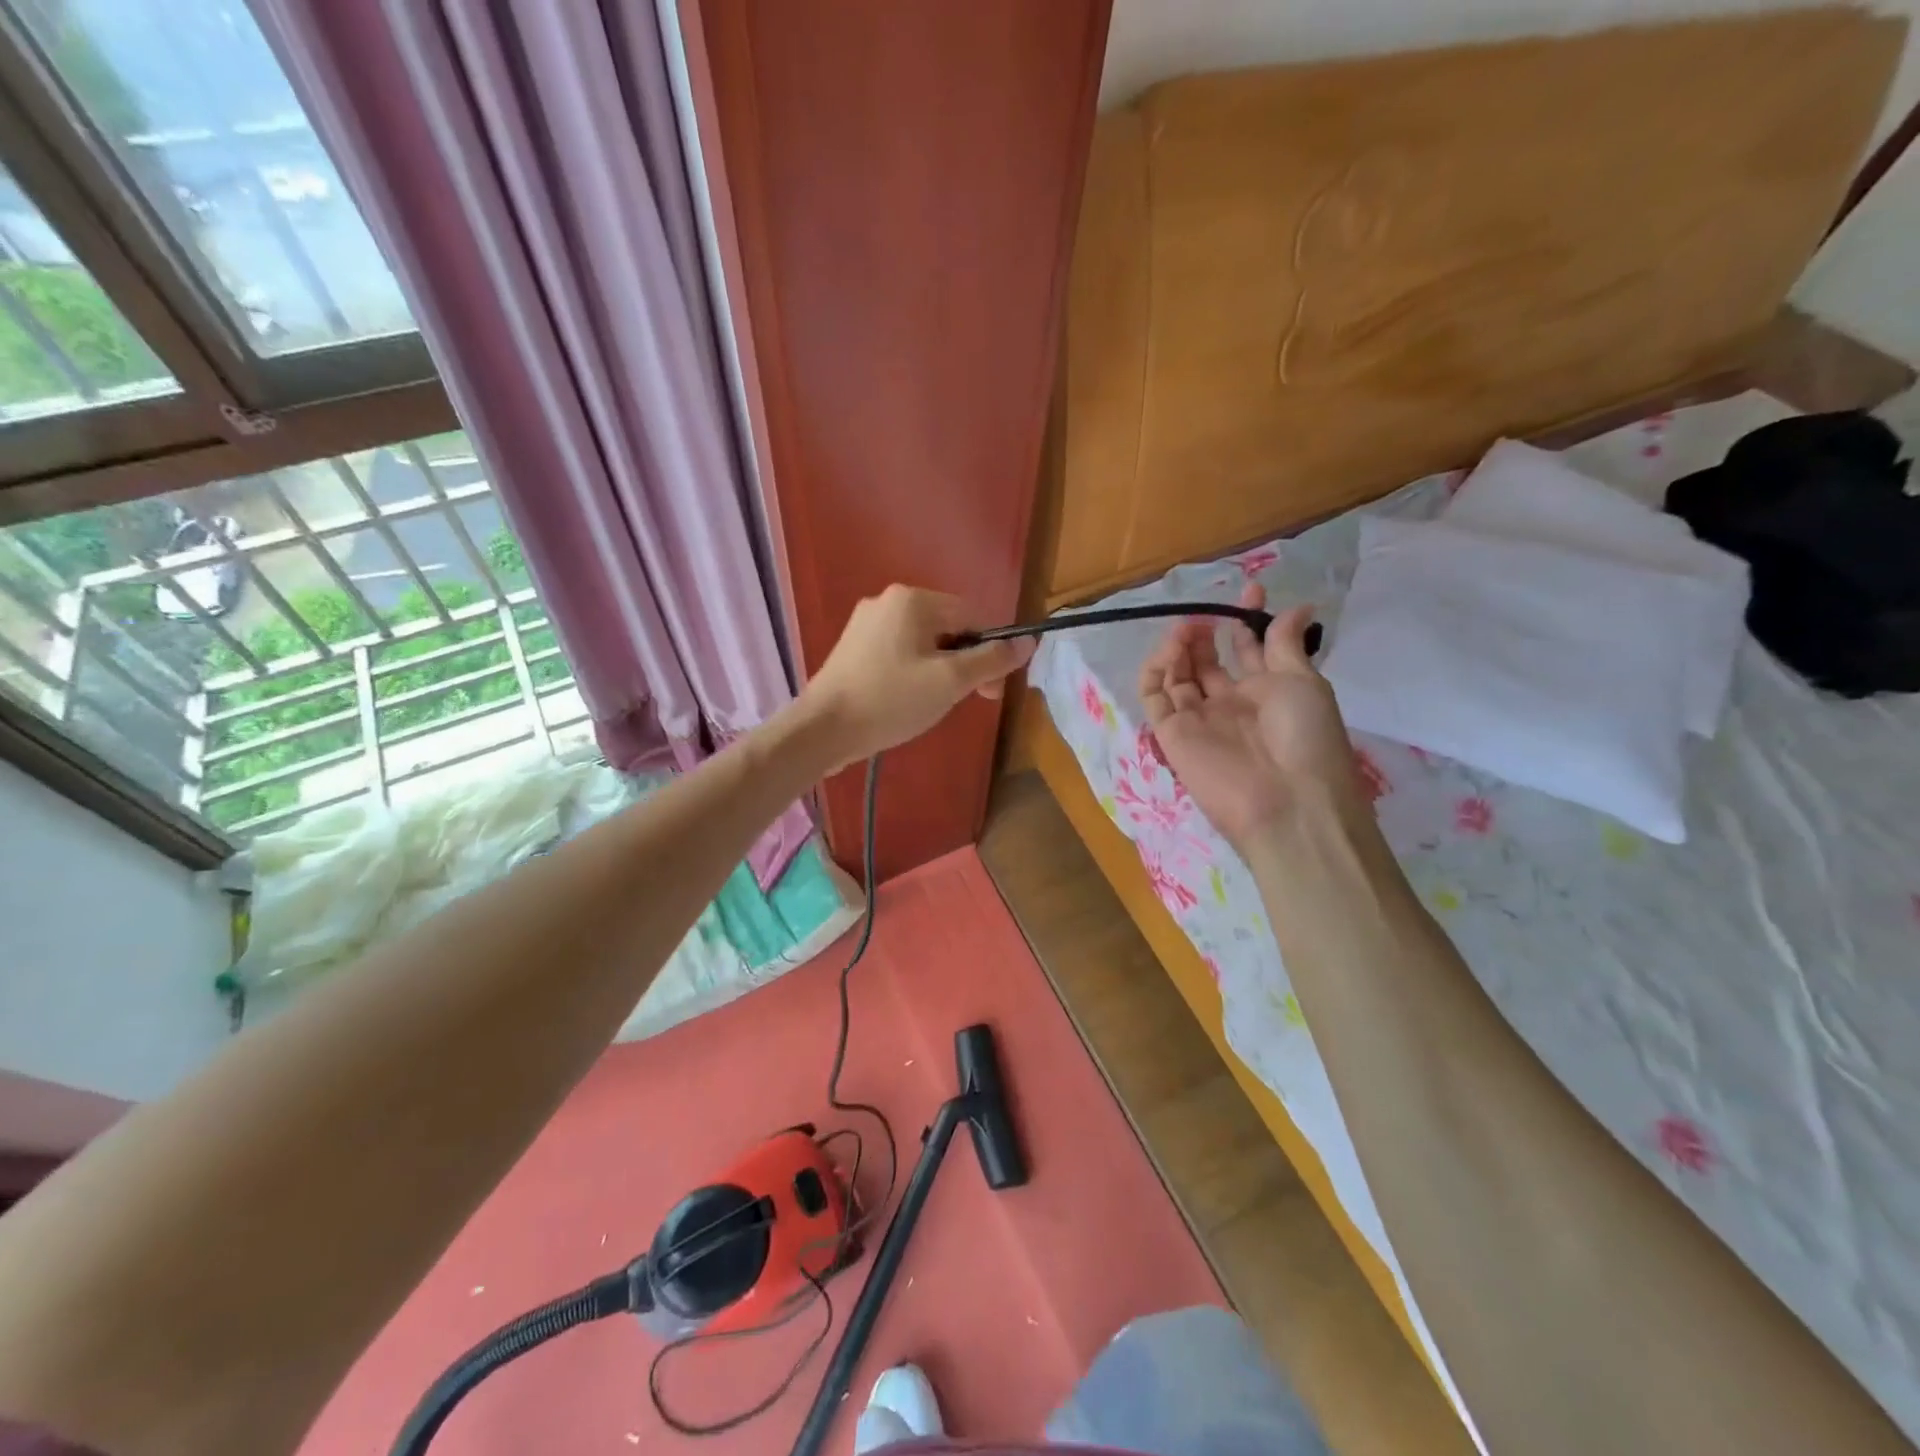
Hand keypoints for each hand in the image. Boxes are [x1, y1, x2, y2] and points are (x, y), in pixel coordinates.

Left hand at [804, 585, 1033, 769]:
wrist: (823, 729)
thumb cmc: (891, 700)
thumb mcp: (951, 681)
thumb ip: (991, 660)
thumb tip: (1029, 641)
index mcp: (913, 599)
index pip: (973, 617)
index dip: (990, 653)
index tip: (990, 692)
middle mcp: (888, 601)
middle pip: (948, 628)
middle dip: (964, 664)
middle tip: (966, 701)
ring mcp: (865, 623)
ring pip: (923, 643)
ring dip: (940, 671)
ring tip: (933, 704)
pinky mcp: (852, 647)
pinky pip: (898, 653)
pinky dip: (913, 673)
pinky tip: (907, 700)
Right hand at [1138, 584, 1361, 851]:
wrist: (1287, 802)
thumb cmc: (1306, 738)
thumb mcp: (1303, 682)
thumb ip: (1286, 644)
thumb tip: (1296, 606)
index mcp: (1266, 691)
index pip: (1248, 649)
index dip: (1246, 620)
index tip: (1250, 589)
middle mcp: (1230, 703)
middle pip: (1207, 661)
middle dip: (1205, 632)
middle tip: (1205, 614)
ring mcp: (1199, 719)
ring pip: (1177, 675)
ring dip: (1178, 648)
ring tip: (1187, 628)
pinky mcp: (1171, 734)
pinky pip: (1155, 697)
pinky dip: (1155, 671)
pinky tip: (1169, 651)